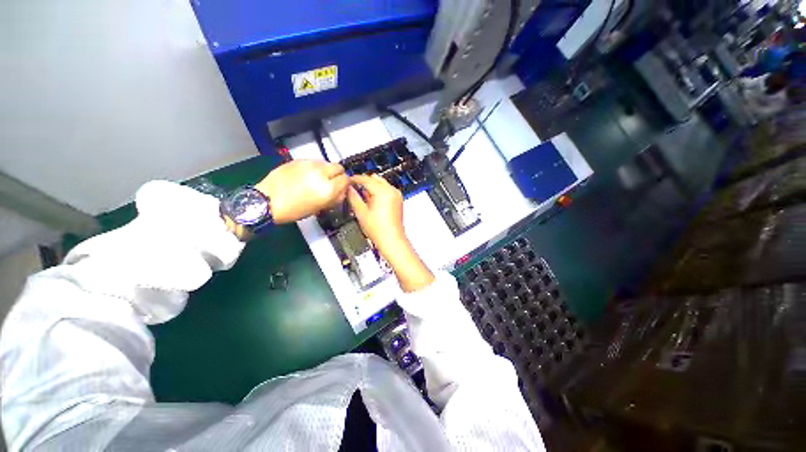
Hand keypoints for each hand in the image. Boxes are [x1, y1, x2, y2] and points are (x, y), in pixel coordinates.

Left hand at [256, 160, 348, 223]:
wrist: (267, 201)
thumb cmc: (295, 210)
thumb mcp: (319, 208)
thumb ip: (335, 198)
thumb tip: (343, 191)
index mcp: (328, 188)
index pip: (346, 179)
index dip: (345, 184)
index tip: (340, 189)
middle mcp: (321, 173)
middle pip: (338, 167)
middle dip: (338, 174)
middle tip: (331, 182)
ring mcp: (309, 164)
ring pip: (326, 163)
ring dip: (326, 170)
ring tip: (317, 179)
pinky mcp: (298, 160)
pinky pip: (314, 161)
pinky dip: (315, 167)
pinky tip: (306, 175)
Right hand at [348, 174, 433, 291]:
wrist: (392, 240)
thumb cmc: (378, 230)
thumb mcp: (361, 213)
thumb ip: (353, 197)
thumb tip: (348, 189)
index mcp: (383, 192)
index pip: (366, 179)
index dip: (355, 179)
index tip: (348, 180)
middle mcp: (392, 190)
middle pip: (375, 179)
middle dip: (364, 181)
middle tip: (353, 187)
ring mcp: (396, 195)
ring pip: (381, 183)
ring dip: (371, 186)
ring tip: (361, 196)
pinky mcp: (398, 200)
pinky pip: (387, 190)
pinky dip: (379, 191)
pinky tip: (371, 200)